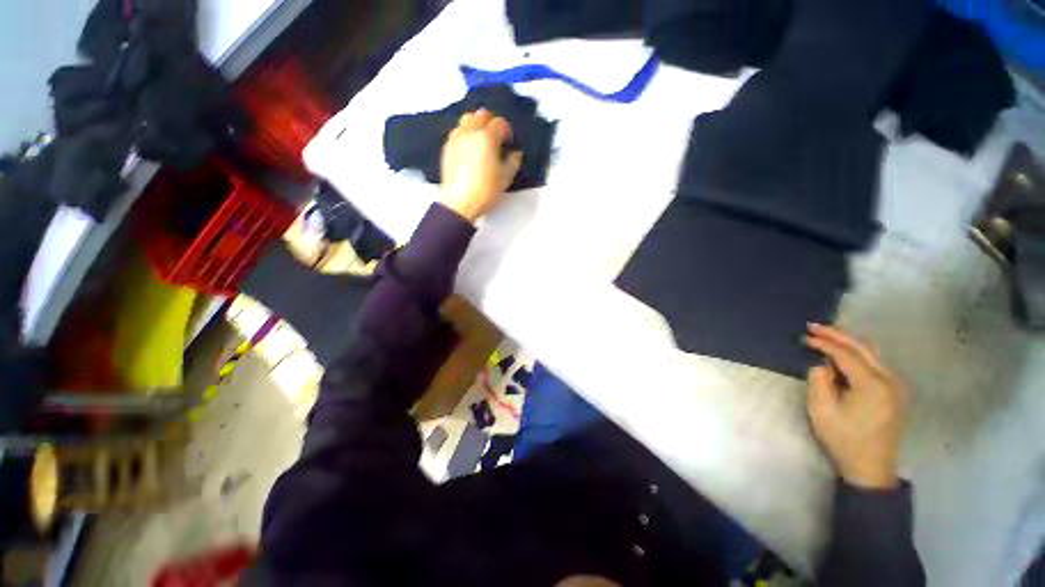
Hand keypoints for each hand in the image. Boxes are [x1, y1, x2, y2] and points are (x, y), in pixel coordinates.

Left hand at [439, 109, 522, 222]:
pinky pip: (457, 131)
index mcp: (486, 137)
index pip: (500, 123)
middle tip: (497, 139)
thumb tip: (515, 153)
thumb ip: (513, 161)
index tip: (509, 143)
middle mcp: (469, 131)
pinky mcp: (447, 147)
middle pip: (482, 114)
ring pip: (467, 119)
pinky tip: (470, 149)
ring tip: (482, 141)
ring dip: (477, 125)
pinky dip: (466, 134)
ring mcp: (456, 137)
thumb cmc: (485, 191)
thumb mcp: (505, 178)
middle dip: (492, 123)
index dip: (507, 131)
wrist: (458, 203)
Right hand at [804, 324, 908, 489]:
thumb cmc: (844, 440)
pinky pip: (877, 363)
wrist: (871, 468)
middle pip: (864, 348)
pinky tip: (844, 353)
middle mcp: (890, 380)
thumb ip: (819, 380)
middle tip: (814, 327)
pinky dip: (858, 353)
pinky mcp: (896, 392)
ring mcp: (897, 386)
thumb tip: (822, 364)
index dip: (824, 343)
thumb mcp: (822, 410)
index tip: (804, 336)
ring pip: (873, 353)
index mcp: (873, 385)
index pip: (846, 354)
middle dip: (838, 335)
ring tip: (826, 336)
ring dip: (849, 342)